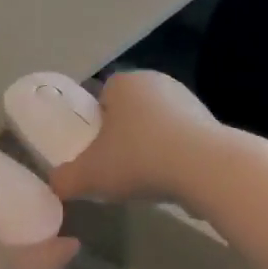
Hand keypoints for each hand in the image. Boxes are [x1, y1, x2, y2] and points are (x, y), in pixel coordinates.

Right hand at [52, 72, 224, 206]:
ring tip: (144, 179)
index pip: (102, 95)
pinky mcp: (212, 125)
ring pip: (158, 125)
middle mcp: (158, 83)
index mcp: (126, 83)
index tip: (94, 150)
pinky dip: (175, 158)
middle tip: (115, 166)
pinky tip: (172, 181)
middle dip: (123, 135)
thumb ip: (66, 179)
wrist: (207, 170)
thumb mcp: (90, 175)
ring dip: (151, 147)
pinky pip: (183, 141)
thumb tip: (55, 185)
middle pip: (131, 110)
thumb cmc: (139, 159)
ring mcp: (189, 101)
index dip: (95, 122)